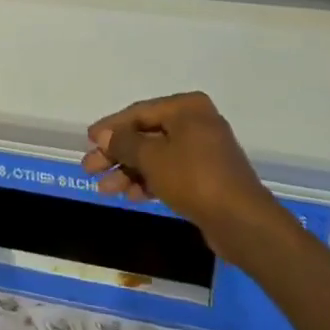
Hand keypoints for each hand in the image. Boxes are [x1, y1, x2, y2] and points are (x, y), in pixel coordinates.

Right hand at [81, 92, 282, 259]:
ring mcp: (204, 151)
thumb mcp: (152, 158)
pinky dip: (149, 181)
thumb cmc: (194, 178)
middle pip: (146, 135)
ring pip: (157, 156)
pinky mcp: (207, 177)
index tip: (88, 140)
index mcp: (186, 108)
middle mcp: (196, 123)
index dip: (111, 127)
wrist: (242, 222)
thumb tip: (104, 136)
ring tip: (104, 189)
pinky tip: (130, 195)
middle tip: (89, 168)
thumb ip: (124, 143)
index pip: (139, 112)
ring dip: (129, 171)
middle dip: (117, 154)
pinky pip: (170, 172)